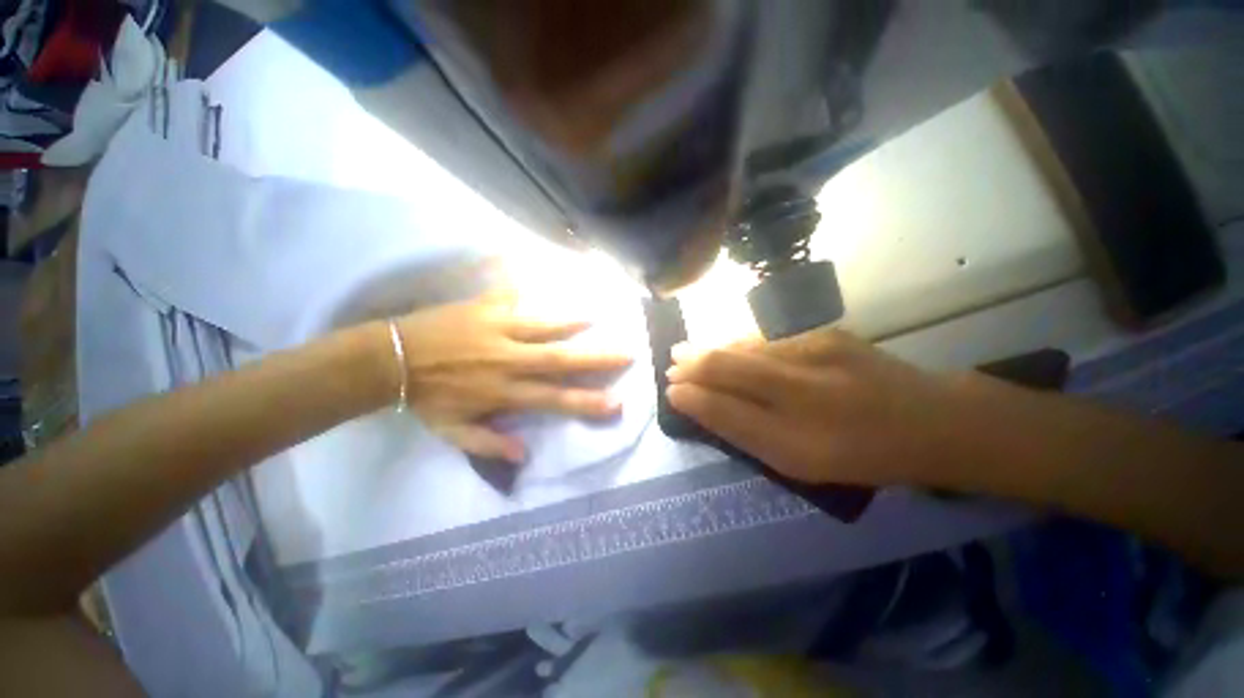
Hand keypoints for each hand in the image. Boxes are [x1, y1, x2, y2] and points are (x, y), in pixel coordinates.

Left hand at [391, 288, 632, 463]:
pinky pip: (516, 298)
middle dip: (597, 358)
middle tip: (627, 353)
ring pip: (544, 325)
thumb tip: (525, 454)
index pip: (555, 399)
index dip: (587, 402)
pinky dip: (538, 294)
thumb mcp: (453, 432)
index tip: (617, 402)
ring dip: (573, 322)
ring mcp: (498, 330)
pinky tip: (552, 286)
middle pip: (560, 360)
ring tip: (599, 318)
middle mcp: (509, 361)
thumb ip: (489, 445)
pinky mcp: (485, 308)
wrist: (391, 358)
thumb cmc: (427, 398)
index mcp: (504, 392)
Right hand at [666, 329, 961, 486]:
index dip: (691, 396)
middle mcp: (802, 388)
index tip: (670, 391)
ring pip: (743, 347)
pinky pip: (765, 340)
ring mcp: (814, 352)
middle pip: (727, 366)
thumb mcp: (798, 463)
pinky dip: (737, 345)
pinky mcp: (824, 333)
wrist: (929, 420)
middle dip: (691, 364)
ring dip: (710, 351)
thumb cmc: (858, 453)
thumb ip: (745, 433)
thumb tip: (700, 405)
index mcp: (797, 436)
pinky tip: (726, 348)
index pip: (723, 407)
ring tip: (686, 354)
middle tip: (670, 366)